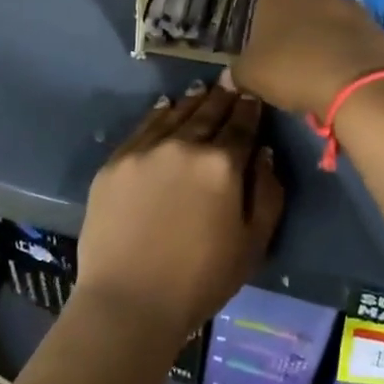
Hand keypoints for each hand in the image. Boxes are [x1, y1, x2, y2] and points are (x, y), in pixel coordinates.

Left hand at [76, 80, 284, 345]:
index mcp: (222, 164)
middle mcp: (185, 145)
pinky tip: (166, 106)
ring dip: (193, 100)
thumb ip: (267, 194)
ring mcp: (146, 149)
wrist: (129, 302)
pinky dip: (159, 112)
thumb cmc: (200, 281)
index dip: (250, 107)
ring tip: (202, 89)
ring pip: (176, 113)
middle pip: (209, 112)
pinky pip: (143, 126)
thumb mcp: (253, 244)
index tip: (254, 94)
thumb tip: (264, 153)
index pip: (242, 124)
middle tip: (230, 81)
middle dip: (223, 96)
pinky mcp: (116, 161)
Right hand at [232, 0, 383, 116]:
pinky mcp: (371, 24)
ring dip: (325, 19)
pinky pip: (354, 25)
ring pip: (332, 4)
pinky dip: (348, 37)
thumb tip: (228, 76)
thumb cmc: (291, 70)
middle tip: (291, 25)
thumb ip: (239, 72)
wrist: (355, 85)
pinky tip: (342, 59)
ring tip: (318, 46)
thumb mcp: (252, 76)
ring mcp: (346, 4)